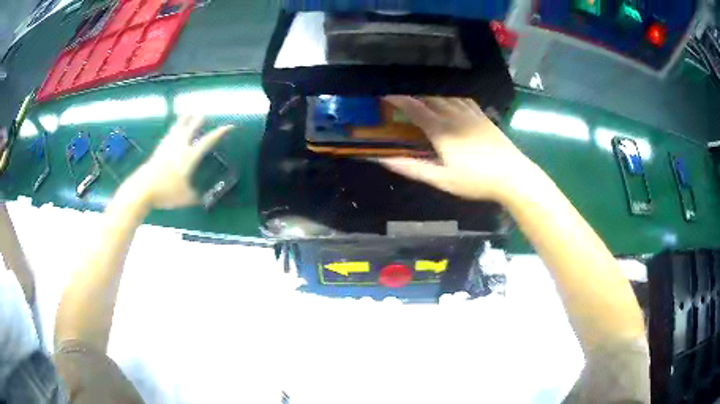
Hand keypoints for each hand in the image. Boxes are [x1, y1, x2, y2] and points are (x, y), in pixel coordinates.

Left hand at [129, 116, 232, 208]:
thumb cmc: (166, 192)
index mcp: (189, 156)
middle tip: (204, 113)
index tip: (229, 126)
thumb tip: (202, 198)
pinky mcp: (158, 150)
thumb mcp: (185, 198)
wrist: (143, 189)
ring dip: (184, 119)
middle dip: (198, 120)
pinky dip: (173, 130)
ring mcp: (167, 146)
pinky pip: (168, 135)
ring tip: (187, 113)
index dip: (219, 133)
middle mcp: (179, 147)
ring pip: (177, 128)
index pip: (207, 141)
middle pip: (191, 128)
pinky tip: (172, 131)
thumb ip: (195, 196)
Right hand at [380, 96, 536, 201]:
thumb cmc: (475, 180)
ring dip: (431, 96)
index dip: (399, 100)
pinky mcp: (483, 116)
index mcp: (441, 130)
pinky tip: (451, 102)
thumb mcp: (442, 180)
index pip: (415, 109)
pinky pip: (463, 100)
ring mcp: (471, 114)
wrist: (512, 176)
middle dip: (414, 97)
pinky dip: (451, 98)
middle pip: (430, 99)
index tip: (386, 96)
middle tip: (402, 101)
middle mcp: (454, 116)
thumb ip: (412, 168)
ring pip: (446, 97)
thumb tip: (384, 159)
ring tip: (423, 101)